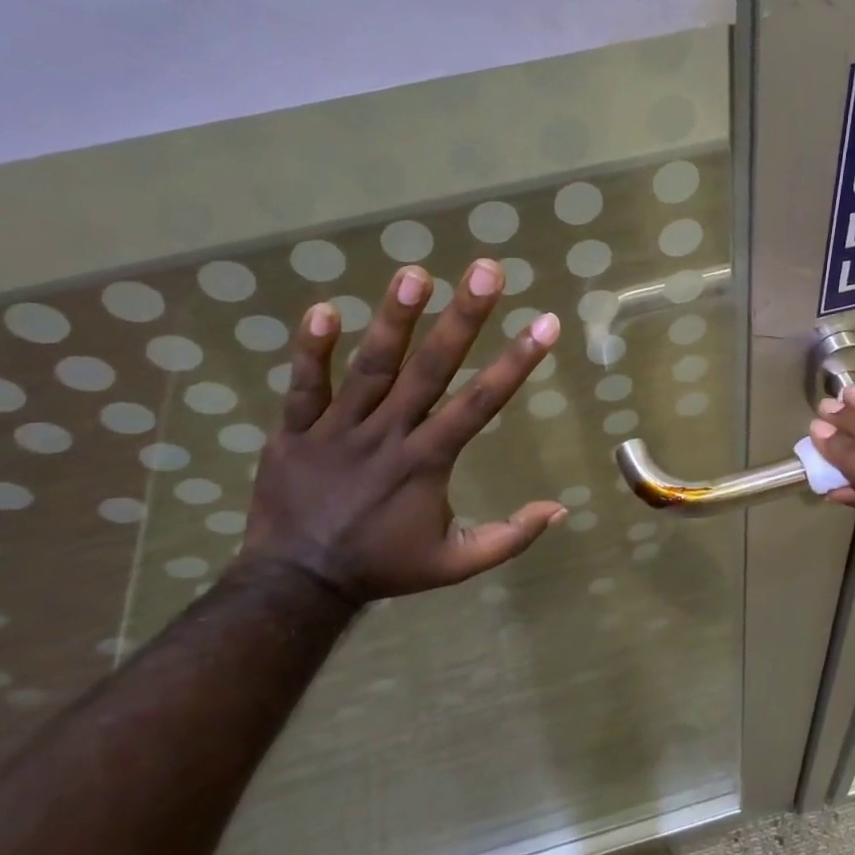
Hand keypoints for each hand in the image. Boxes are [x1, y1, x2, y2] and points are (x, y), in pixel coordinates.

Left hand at [237, 259, 566, 604]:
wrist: (298, 585)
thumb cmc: (384, 566)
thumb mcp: (455, 564)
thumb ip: (509, 537)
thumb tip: (560, 509)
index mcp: (427, 462)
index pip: (480, 404)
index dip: (516, 362)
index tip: (545, 322)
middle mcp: (387, 436)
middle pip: (430, 370)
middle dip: (462, 319)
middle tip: (486, 270)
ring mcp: (337, 431)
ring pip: (370, 368)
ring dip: (394, 320)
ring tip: (414, 272)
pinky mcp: (294, 432)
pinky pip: (303, 387)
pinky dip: (310, 351)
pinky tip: (324, 308)